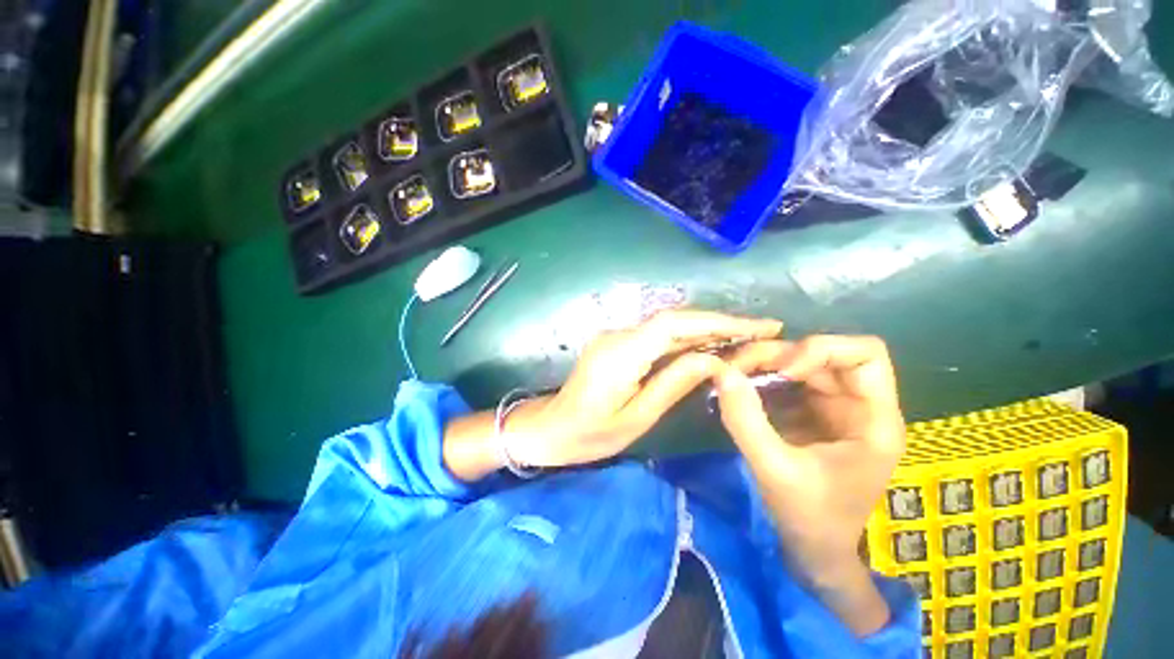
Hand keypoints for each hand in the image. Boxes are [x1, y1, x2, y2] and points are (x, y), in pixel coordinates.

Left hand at [513, 310, 782, 467]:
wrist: (550, 428)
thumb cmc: (589, 434)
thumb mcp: (637, 418)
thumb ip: (673, 384)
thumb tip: (714, 360)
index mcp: (622, 353)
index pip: (676, 324)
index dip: (718, 321)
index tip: (759, 326)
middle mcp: (619, 335)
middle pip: (674, 319)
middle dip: (720, 322)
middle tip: (763, 330)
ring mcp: (616, 336)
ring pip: (667, 325)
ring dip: (706, 328)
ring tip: (746, 337)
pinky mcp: (617, 343)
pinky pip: (656, 335)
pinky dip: (686, 338)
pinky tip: (709, 346)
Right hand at [711, 335, 904, 634]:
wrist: (814, 549)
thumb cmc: (810, 518)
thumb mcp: (775, 471)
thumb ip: (747, 421)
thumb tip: (722, 373)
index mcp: (873, 420)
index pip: (865, 354)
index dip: (822, 350)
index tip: (783, 371)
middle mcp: (856, 404)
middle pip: (821, 354)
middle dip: (777, 355)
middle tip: (735, 368)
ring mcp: (831, 406)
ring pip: (798, 362)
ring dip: (762, 363)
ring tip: (729, 374)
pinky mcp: (808, 412)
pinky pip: (783, 380)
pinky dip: (758, 377)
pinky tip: (735, 387)